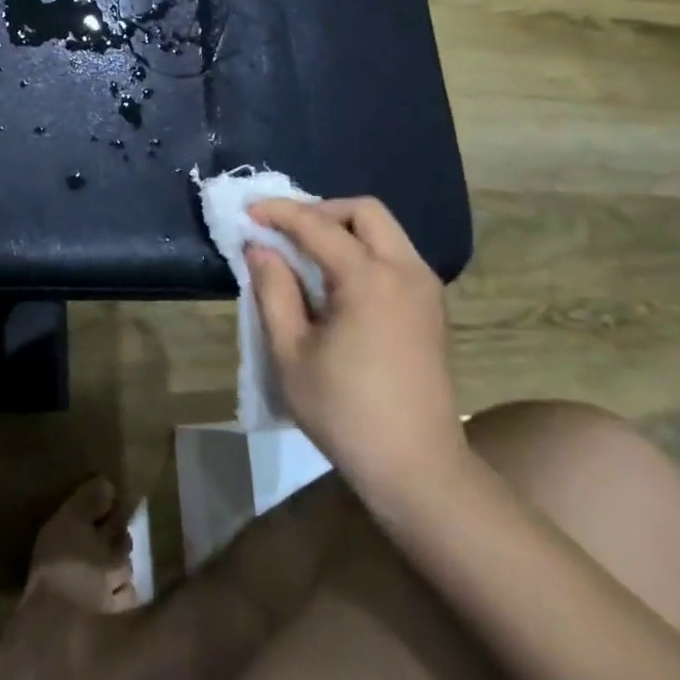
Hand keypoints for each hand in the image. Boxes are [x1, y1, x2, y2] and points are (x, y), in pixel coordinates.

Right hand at [246, 197, 466, 509]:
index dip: (279, 213)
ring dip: (343, 229)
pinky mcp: (431, 307)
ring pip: (384, 230)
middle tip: (285, 231)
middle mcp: (406, 272)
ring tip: (304, 253)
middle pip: (365, 211)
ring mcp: (425, 289)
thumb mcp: (291, 354)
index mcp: (370, 280)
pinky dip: (362, 250)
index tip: (247, 212)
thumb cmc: (346, 413)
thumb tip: (260, 248)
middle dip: (320, 210)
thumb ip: (273, 291)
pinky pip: (394, 255)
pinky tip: (335, 280)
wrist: (418, 468)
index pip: (318, 225)